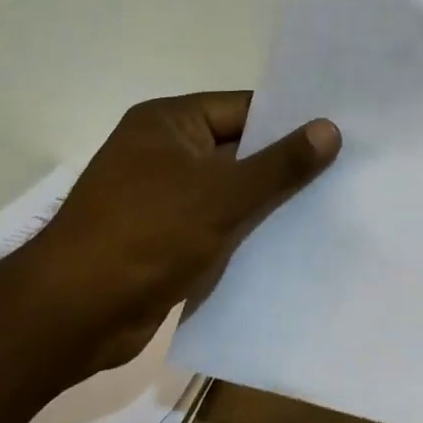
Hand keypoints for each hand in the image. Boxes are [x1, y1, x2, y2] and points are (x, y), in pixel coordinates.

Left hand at [19, 92, 339, 375]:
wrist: (75, 314)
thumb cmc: (146, 237)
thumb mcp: (222, 195)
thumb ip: (279, 164)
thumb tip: (330, 129)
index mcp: (168, 123)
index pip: (244, 109)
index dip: (292, 121)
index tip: (341, 134)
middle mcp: (164, 152)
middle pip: (240, 149)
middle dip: (286, 164)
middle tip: (347, 170)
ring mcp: (163, 197)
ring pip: (232, 190)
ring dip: (270, 201)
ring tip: (332, 205)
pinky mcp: (166, 237)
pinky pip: (219, 223)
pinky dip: (249, 230)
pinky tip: (293, 241)